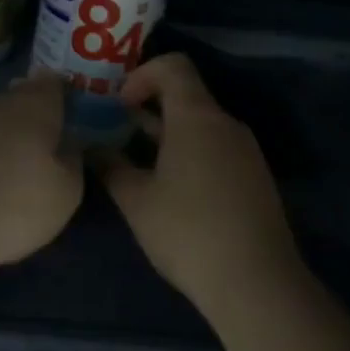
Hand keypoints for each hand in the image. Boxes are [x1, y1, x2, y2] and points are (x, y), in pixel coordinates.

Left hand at [0, 72, 83, 271]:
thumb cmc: (13, 203)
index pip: (56, 83)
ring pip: (0, 119)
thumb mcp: (66, 191)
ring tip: (27, 167)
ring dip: (13, 136)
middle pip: (25, 98)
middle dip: (40, 116)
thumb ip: (73, 160)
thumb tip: (68, 144)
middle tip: (57, 144)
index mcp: (34, 104)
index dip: (69, 94)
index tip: (80, 114)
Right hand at [96, 54, 297, 311]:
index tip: (120, 105)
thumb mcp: (136, 200)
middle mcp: (226, 124)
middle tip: (117, 133)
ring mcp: (246, 152)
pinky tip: (171, 190)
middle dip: (149, 108)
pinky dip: (190, 153)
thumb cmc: (188, 232)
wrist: (257, 285)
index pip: (173, 66)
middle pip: (186, 95)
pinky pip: (216, 148)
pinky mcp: (255, 178)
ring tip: (138, 164)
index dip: (142, 75)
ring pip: (201, 125)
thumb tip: (91, 148)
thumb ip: (111, 166)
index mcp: (197, 118)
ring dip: (168, 134)